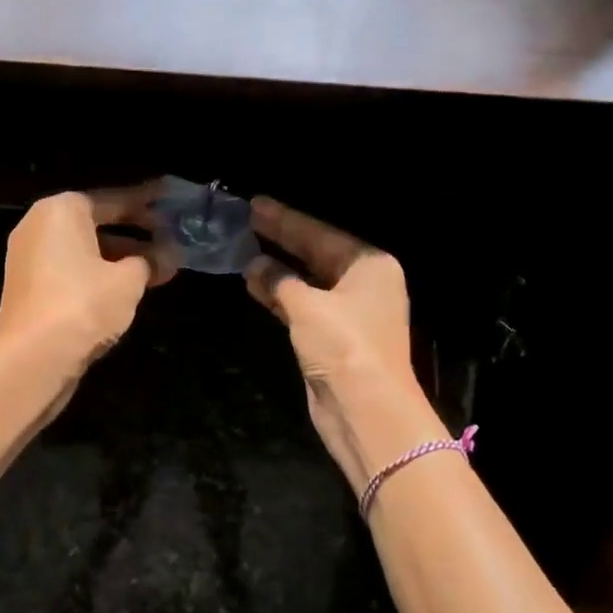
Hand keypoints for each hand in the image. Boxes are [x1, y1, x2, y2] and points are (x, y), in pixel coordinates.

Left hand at [0, 184, 173, 376]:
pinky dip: (98, 275)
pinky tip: (127, 289)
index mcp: (61, 210)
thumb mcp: (129, 281)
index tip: (170, 201)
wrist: (33, 357)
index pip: (113, 200)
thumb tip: (168, 255)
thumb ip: (151, 261)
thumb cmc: (83, 304)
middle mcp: (39, 226)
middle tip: (170, 239)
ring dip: (119, 258)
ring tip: (158, 269)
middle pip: (96, 224)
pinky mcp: (28, 289)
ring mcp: (29, 258)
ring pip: (84, 250)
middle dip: (135, 234)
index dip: (146, 203)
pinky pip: (71, 271)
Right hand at [245, 197, 444, 491]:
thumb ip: (278, 280)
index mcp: (369, 265)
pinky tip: (254, 283)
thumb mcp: (308, 306)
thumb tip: (253, 263)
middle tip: (246, 220)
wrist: (365, 408)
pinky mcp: (333, 338)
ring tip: (242, 248)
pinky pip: (303, 306)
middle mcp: (363, 284)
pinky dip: (281, 296)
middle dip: (281, 240)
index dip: (286, 220)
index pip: (321, 234)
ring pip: (308, 282)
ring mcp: (349, 313)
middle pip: (316, 254)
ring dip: (277, 269)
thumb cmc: (344, 346)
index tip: (256, 205)